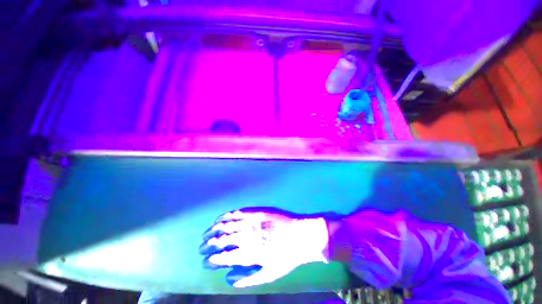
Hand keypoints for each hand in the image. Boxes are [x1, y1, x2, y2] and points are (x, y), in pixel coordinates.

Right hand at [199, 208, 329, 287]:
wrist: (302, 235)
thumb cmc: (287, 256)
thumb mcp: (269, 274)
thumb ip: (246, 278)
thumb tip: (226, 277)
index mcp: (250, 253)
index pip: (223, 258)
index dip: (211, 260)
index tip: (204, 261)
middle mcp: (248, 236)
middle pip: (222, 239)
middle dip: (208, 244)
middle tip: (201, 246)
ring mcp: (253, 221)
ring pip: (227, 224)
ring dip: (214, 229)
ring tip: (206, 233)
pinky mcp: (258, 211)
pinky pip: (239, 212)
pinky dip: (227, 215)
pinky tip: (221, 217)